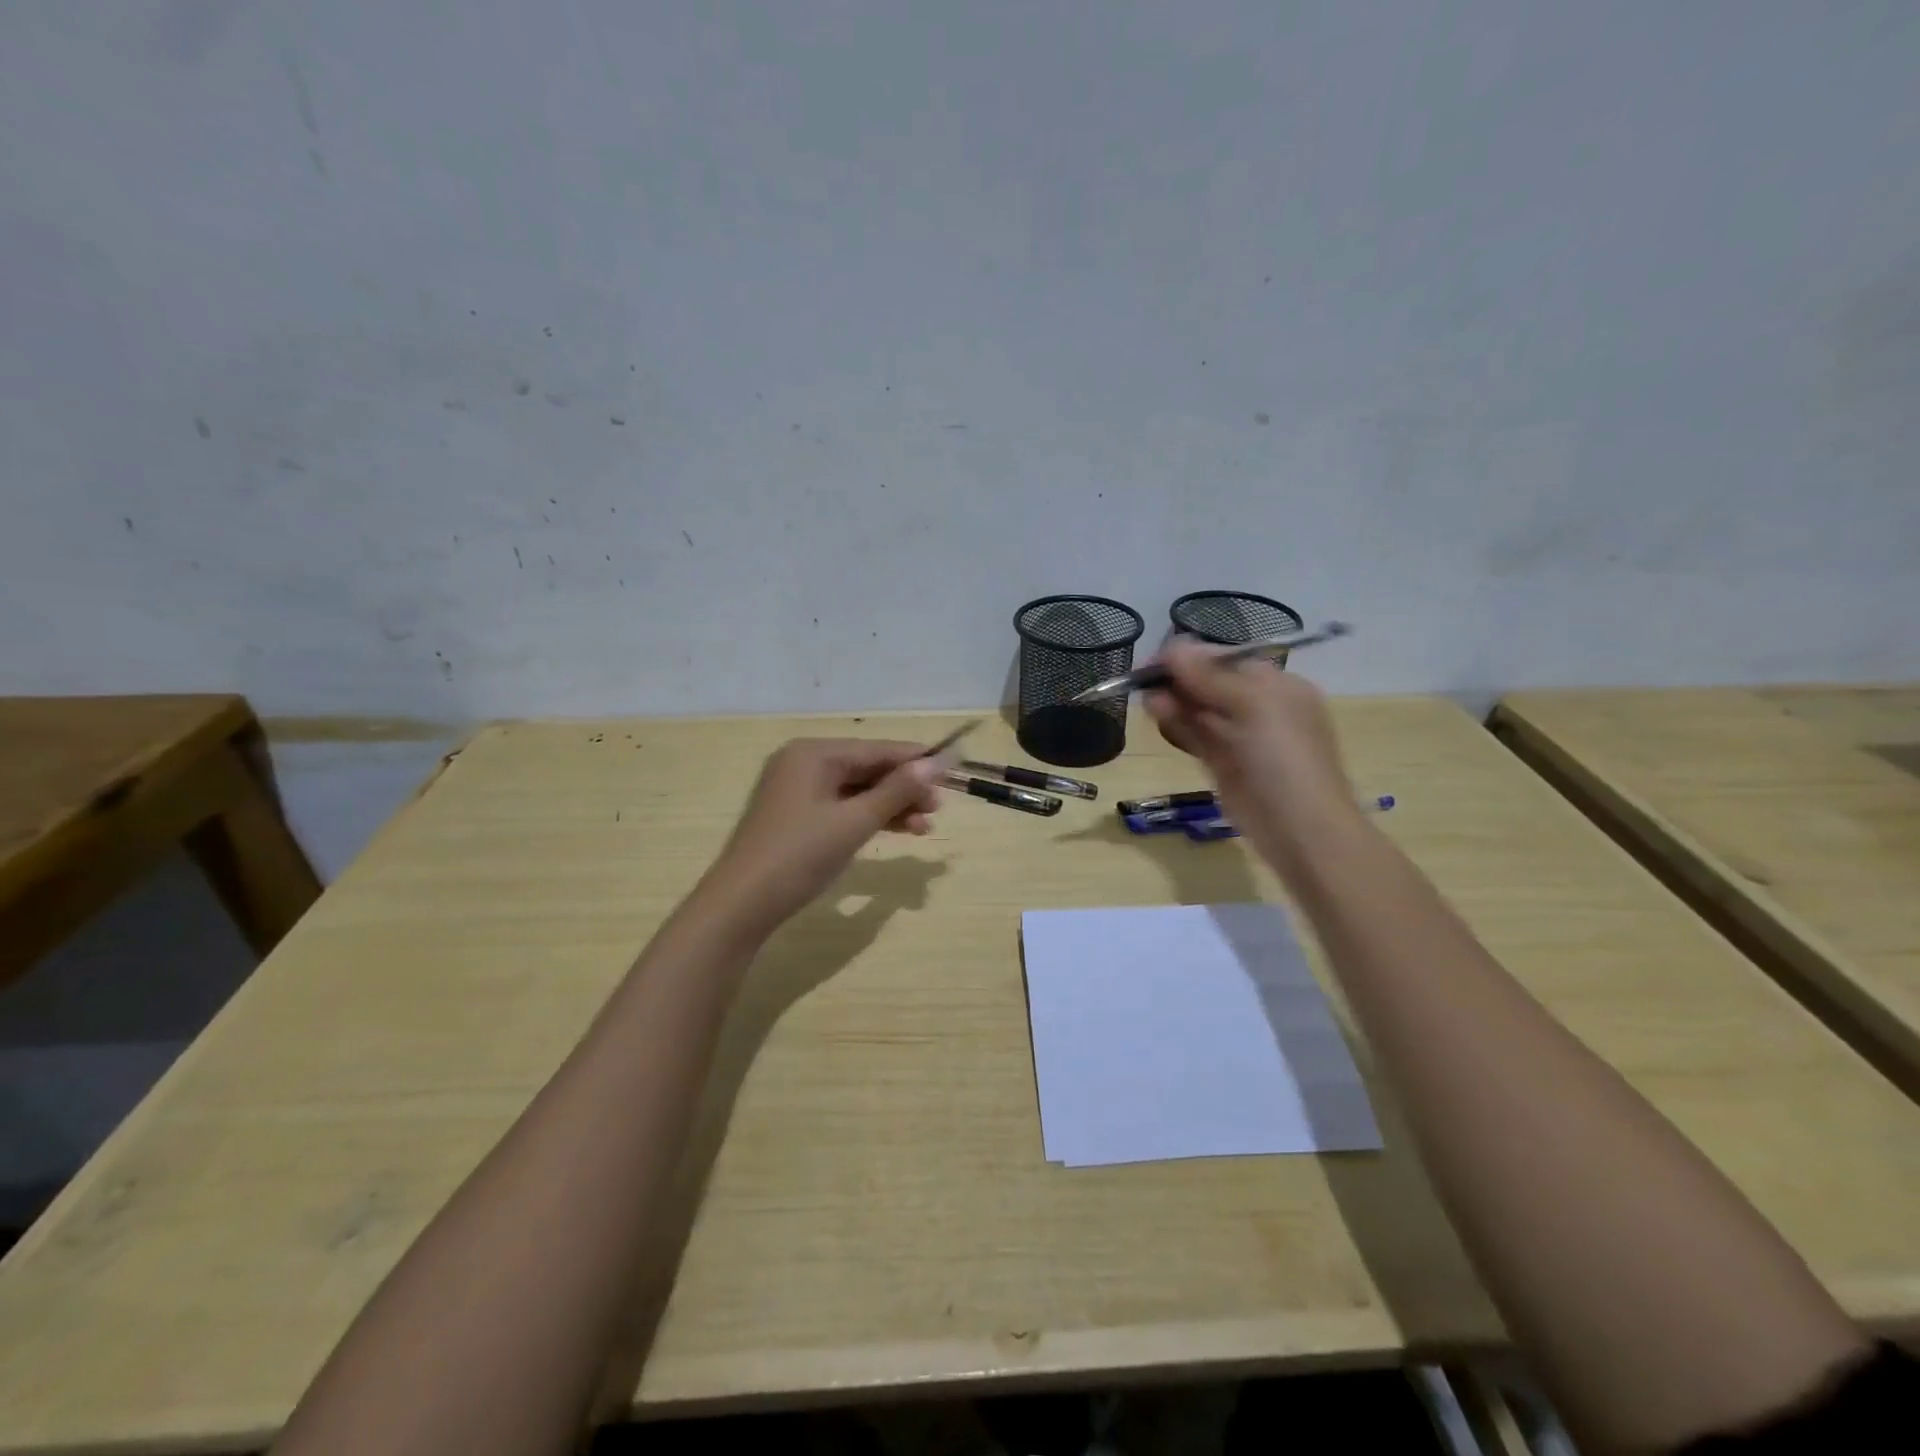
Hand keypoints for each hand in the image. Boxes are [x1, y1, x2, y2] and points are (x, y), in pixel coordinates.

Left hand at [699, 738, 944, 934]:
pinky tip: (897, 831)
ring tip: (925, 827)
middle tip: (939, 808)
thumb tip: (936, 763)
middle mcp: (803, 763)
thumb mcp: (854, 822)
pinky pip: (841, 807)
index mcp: (814, 753)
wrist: (742, 905)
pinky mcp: (796, 816)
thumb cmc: (800, 855)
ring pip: (856, 791)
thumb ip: (896, 791)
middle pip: (867, 768)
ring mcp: (797, 791)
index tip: (953, 767)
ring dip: (890, 807)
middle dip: (904, 788)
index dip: (915, 760)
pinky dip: (868, 818)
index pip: (876, 749)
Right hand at [1143, 640, 1357, 883]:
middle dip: (1178, 680)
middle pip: (1208, 683)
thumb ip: (1209, 677)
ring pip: (1198, 710)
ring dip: (1173, 702)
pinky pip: (1195, 736)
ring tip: (1149, 702)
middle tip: (1145, 683)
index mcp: (1275, 685)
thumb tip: (1175, 647)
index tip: (1155, 661)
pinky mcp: (1222, 763)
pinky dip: (1176, 725)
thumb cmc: (1284, 758)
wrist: (1300, 829)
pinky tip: (1158, 717)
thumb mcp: (1252, 705)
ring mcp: (1239, 737)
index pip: (1224, 660)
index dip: (1190, 657)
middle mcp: (1258, 707)